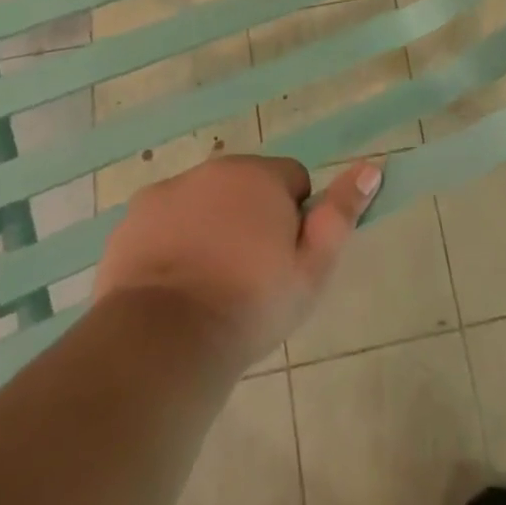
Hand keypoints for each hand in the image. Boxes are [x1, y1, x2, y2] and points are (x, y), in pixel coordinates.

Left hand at [94, 155, 381, 367]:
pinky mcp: (134, 216)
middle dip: (252, 218)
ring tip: (209, 284)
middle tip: (248, 275)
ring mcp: (169, 189)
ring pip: (205, 202)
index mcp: (260, 175)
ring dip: (212, 227)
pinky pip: (166, 219)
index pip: (293, 181)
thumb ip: (341, 214)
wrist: (164, 338)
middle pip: (246, 186)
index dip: (294, 220)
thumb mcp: (311, 269)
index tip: (283, 260)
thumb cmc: (250, 304)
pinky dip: (172, 240)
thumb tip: (371, 167)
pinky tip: (172, 283)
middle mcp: (215, 169)